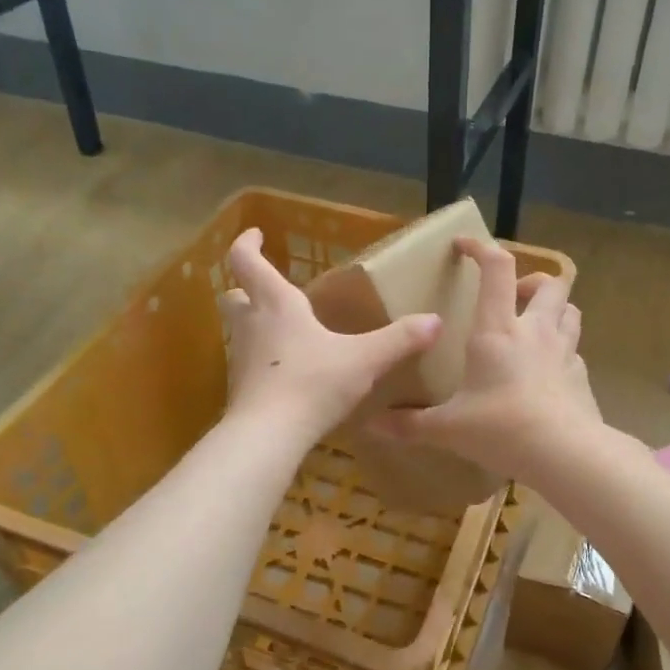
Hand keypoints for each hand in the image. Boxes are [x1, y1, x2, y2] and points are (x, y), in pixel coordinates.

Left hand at [220, 228, 440, 442]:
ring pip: (240, 331)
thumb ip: (399, 340)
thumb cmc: (312, 383)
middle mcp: (252, 326)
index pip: (247, 261)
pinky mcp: (241, 390)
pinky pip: (249, 364)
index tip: (256, 233)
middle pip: (233, 296)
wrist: (268, 436)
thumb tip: (435, 321)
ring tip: (285, 331)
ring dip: (255, 325)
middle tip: (266, 288)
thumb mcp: (364, 360)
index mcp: (277, 305)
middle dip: (245, 287)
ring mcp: (241, 359)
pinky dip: (262, 360)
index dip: (247, 243)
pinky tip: (287, 373)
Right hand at [368, 237, 600, 481]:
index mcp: (498, 330)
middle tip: (511, 297)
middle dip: (530, 280)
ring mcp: (564, 352)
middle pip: (549, 283)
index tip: (463, 245)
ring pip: (571, 310)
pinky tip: (548, 371)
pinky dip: (563, 351)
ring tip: (534, 326)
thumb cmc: (501, 428)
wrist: (564, 454)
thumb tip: (371, 426)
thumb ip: (411, 424)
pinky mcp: (581, 377)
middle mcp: (535, 331)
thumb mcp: (448, 428)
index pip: (497, 268)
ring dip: (554, 309)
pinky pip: (575, 351)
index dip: (481, 248)